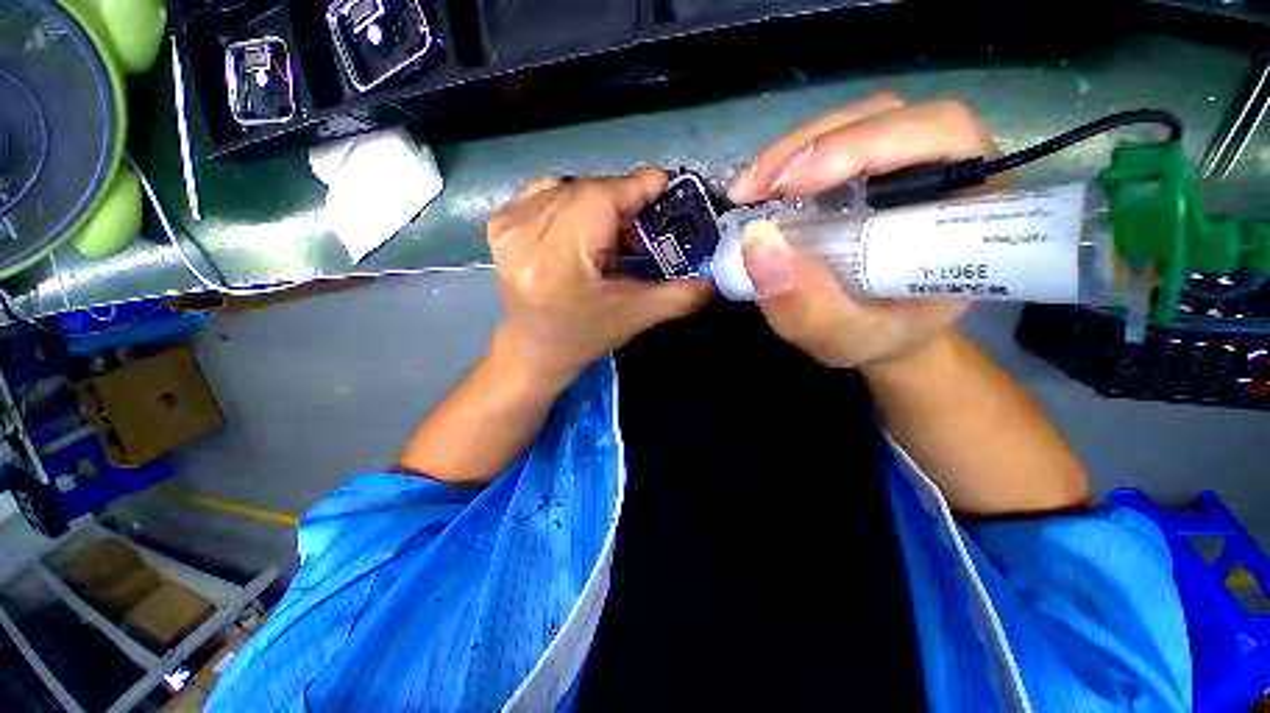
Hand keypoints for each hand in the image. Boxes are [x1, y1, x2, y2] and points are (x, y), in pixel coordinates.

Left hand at [487, 169, 712, 385]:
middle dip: (622, 203)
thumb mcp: (636, 317)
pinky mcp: (500, 222)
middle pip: (587, 191)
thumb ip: (680, 296)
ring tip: (612, 237)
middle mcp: (523, 234)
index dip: (635, 187)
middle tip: (644, 228)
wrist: (535, 349)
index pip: (599, 199)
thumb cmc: (584, 337)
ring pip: (570, 188)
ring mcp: (506, 224)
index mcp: (554, 260)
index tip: (665, 185)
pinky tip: (583, 231)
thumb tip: (716, 277)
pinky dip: (575, 203)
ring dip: (600, 205)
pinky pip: (549, 192)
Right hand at [727, 94, 1000, 370]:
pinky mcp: (868, 168)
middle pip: (887, 117)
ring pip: (853, 122)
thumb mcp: (845, 339)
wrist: (882, 332)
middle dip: (811, 146)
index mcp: (970, 207)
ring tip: (748, 192)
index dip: (867, 145)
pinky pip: (830, 143)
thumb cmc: (879, 336)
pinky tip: (761, 191)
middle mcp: (947, 167)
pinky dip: (788, 163)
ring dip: (792, 152)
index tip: (792, 186)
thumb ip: (809, 308)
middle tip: (752, 190)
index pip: (941, 138)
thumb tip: (756, 243)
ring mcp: (904, 161)